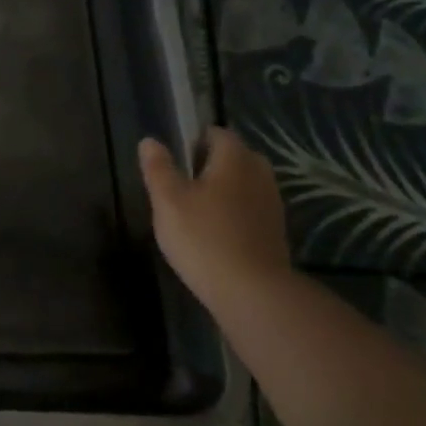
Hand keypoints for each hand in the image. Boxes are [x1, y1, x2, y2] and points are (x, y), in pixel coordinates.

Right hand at [138, 128, 291, 313]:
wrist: (250, 290)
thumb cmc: (203, 237)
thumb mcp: (167, 201)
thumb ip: (158, 168)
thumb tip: (150, 141)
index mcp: (234, 159)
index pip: (218, 134)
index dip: (196, 140)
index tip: (175, 157)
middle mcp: (260, 175)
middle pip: (236, 157)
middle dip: (212, 163)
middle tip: (183, 181)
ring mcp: (272, 204)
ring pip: (246, 183)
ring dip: (225, 188)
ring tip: (197, 207)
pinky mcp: (275, 231)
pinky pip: (252, 208)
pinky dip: (235, 211)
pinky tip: (215, 230)